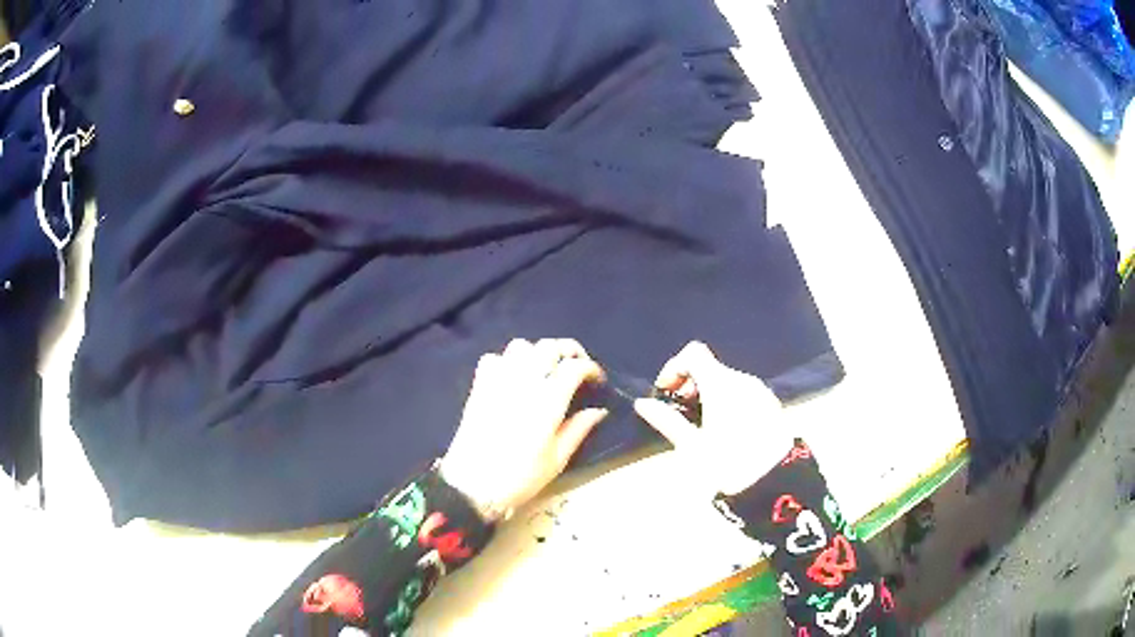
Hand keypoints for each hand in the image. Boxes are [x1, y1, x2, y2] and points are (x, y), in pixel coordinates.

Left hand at [440, 338, 608, 522]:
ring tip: (545, 370)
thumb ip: (578, 429)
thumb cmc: (519, 477)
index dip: (590, 367)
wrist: (471, 485)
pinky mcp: (479, 387)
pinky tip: (513, 378)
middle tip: (575, 368)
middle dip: (568, 351)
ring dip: (537, 352)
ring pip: (521, 346)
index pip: (573, 367)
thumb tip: (598, 410)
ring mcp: (498, 381)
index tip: (597, 379)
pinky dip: (507, 361)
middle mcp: (523, 382)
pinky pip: (494, 358)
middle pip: (548, 347)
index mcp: (547, 401)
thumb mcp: (557, 460)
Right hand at [634, 341, 789, 496]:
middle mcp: (742, 380)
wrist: (776, 482)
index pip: (693, 352)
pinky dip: (728, 401)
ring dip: (708, 394)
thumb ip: (668, 420)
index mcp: (721, 384)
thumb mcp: (693, 446)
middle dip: (690, 385)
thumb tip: (643, 403)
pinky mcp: (771, 404)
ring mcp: (760, 391)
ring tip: (702, 426)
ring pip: (727, 381)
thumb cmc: (729, 463)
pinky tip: (725, 430)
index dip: (675, 368)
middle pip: (710, 367)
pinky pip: (743, 392)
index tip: (666, 394)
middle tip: (681, 415)